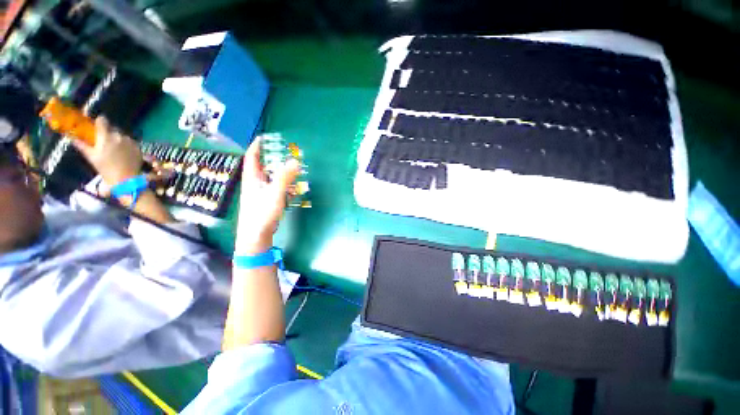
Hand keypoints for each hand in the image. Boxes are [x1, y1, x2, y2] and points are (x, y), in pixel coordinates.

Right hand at [73, 117, 142, 187]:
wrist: (126, 178)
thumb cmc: (106, 168)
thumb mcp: (91, 157)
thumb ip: (82, 145)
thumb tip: (73, 138)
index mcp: (106, 136)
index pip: (102, 120)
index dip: (99, 121)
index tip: (97, 125)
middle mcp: (119, 135)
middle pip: (112, 128)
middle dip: (108, 132)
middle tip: (104, 141)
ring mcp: (130, 141)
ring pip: (122, 135)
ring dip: (117, 139)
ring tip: (114, 149)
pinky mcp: (138, 147)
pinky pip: (130, 142)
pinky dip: (126, 144)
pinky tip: (123, 153)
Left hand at [235, 137, 300, 254]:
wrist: (256, 235)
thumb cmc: (262, 212)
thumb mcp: (275, 192)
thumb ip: (285, 177)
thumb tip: (295, 160)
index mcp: (252, 178)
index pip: (252, 157)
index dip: (257, 146)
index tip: (264, 138)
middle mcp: (254, 183)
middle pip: (261, 166)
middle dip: (271, 158)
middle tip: (284, 152)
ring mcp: (259, 193)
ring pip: (269, 177)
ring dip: (279, 171)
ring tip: (290, 167)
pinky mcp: (266, 201)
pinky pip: (274, 188)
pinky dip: (282, 184)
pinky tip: (291, 187)